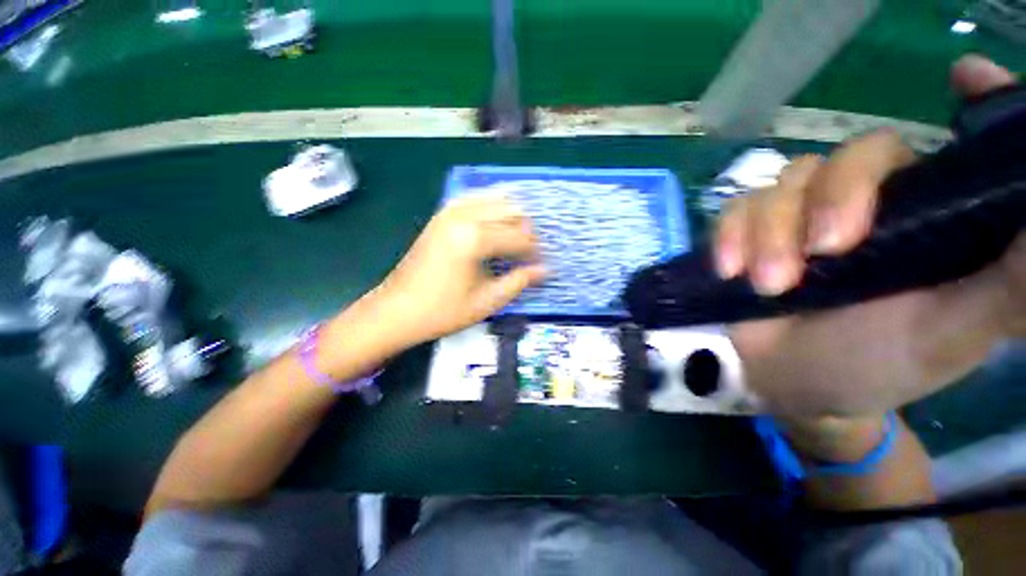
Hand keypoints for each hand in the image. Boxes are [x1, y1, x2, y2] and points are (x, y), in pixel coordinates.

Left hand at [378, 193, 545, 345]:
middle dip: (526, 231)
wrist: (397, 310)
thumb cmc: (443, 311)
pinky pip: (474, 198)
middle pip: (511, 211)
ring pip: (495, 199)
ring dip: (511, 217)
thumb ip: (519, 281)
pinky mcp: (441, 215)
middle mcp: (464, 216)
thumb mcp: (487, 301)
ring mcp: (450, 212)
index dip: (535, 251)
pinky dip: (490, 206)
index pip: (520, 236)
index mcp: (475, 239)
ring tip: (515, 239)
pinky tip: (496, 222)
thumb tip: (545, 270)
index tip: (541, 265)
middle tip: (529, 254)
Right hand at [719, 55, 1022, 418]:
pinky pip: (735, 209)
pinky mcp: (751, 231)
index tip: (966, 76)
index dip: (967, 104)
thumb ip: (1012, 281)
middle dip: (829, 201)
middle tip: (820, 255)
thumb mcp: (953, 333)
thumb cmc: (877, 365)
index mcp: (928, 219)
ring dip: (768, 232)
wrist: (790, 382)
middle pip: (851, 156)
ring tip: (767, 285)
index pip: (945, 148)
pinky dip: (730, 236)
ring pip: (783, 183)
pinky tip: (731, 270)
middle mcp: (868, 203)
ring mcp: (801, 215)